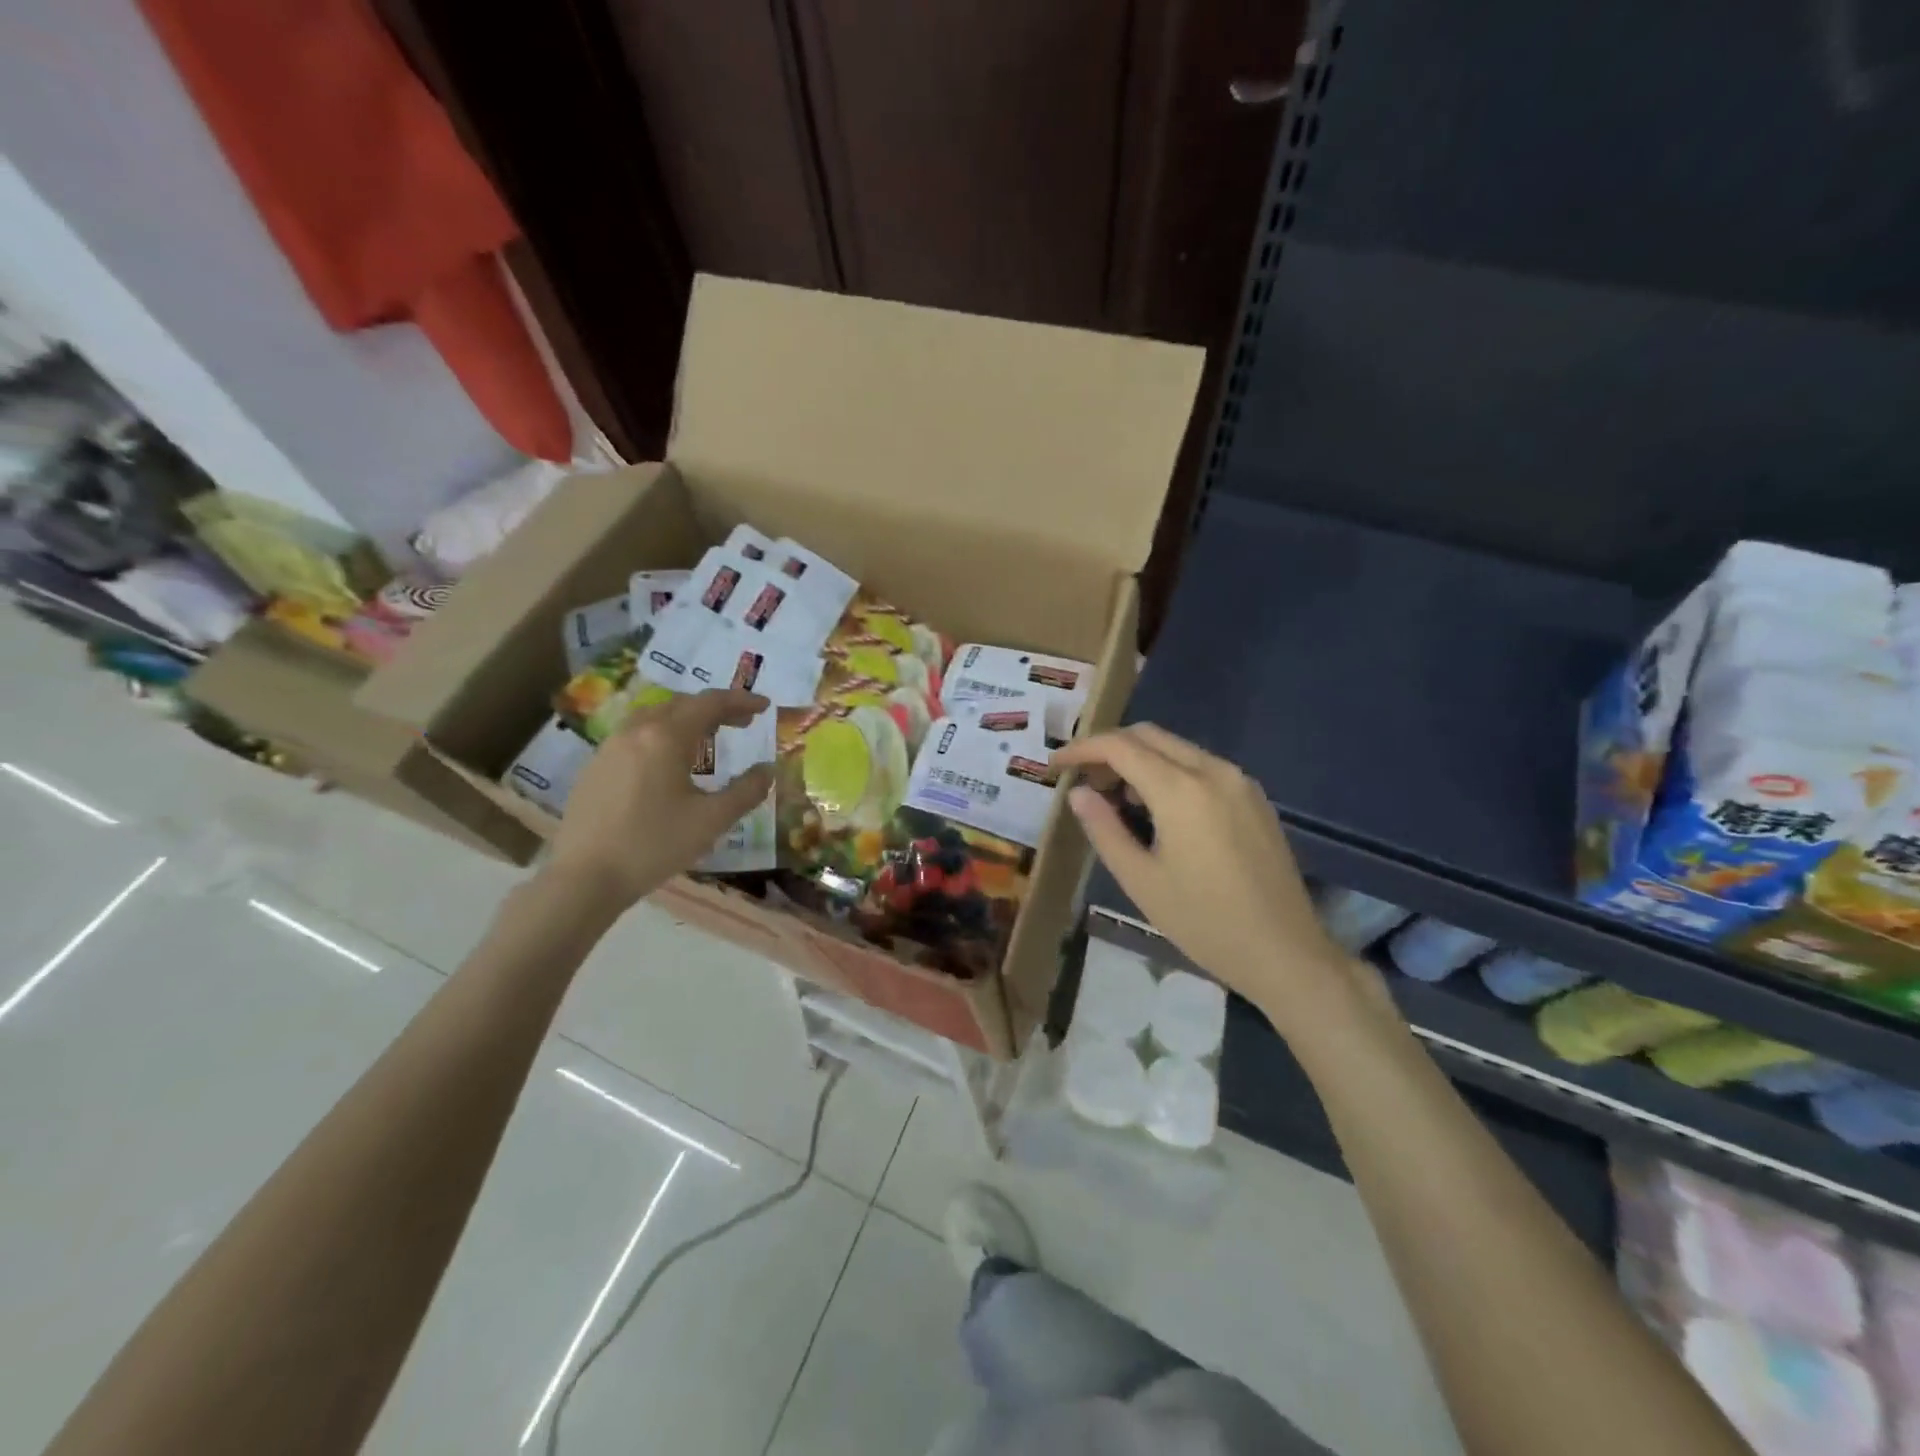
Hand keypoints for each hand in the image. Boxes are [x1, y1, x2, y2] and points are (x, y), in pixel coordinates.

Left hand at [546, 689, 773, 911]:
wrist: (584, 877)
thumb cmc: (654, 844)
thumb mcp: (711, 820)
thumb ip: (746, 791)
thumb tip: (768, 770)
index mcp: (666, 737)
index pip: (710, 703)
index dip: (741, 701)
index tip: (764, 707)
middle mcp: (636, 731)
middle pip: (681, 704)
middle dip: (716, 709)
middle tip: (742, 724)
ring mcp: (610, 747)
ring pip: (655, 716)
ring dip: (686, 719)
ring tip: (707, 738)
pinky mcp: (595, 767)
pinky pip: (636, 735)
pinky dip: (663, 734)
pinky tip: (669, 762)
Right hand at [1054, 725, 1349, 1025]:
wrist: (1286, 953)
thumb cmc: (1205, 923)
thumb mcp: (1141, 881)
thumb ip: (1104, 829)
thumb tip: (1078, 794)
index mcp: (1181, 790)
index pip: (1120, 747)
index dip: (1082, 749)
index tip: (1056, 767)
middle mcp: (1213, 771)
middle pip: (1149, 736)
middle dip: (1109, 749)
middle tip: (1084, 783)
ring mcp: (1239, 781)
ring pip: (1176, 748)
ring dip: (1140, 760)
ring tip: (1118, 800)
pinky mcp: (1254, 798)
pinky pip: (1201, 766)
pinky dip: (1169, 772)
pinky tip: (1159, 810)